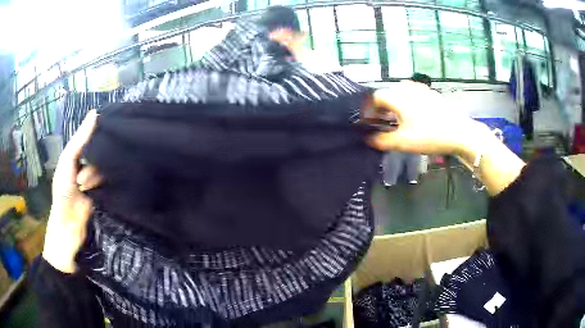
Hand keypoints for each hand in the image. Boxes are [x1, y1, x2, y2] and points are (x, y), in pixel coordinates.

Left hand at [43, 111, 102, 272]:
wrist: (68, 230)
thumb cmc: (62, 194)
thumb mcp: (68, 162)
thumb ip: (80, 140)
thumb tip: (95, 112)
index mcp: (74, 156)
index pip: (89, 137)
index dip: (96, 130)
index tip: (110, 123)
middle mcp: (85, 166)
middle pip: (98, 152)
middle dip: (93, 161)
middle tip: (84, 177)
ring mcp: (93, 181)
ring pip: (103, 167)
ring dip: (95, 177)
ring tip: (85, 189)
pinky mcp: (102, 195)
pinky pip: (108, 182)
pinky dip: (106, 184)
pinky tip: (101, 188)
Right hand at [366, 81, 490, 155]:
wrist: (460, 132)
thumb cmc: (430, 136)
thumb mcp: (403, 142)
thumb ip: (381, 141)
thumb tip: (367, 139)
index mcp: (397, 96)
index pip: (374, 97)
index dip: (368, 110)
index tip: (369, 124)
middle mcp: (407, 88)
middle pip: (387, 93)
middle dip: (381, 108)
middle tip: (382, 124)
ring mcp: (420, 89)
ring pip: (400, 93)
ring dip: (394, 104)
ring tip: (397, 120)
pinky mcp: (431, 93)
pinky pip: (412, 94)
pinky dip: (407, 102)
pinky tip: (413, 115)